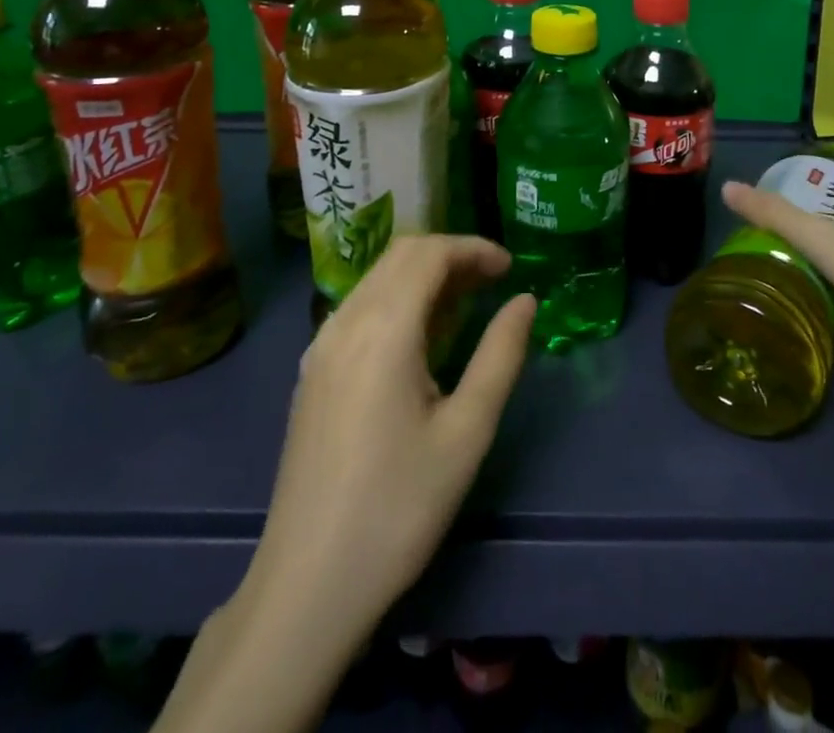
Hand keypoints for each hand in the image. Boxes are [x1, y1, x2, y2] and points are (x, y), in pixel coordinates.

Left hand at [157, 239, 535, 732]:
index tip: (510, 268)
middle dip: (451, 255)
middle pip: (401, 255)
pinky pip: (360, 307)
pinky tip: (421, 337)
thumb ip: (500, 355)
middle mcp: (345, 322)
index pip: (429, 253)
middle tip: (493, 280)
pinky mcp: (312, 371)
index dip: (473, 248)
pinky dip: (398, 298)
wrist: (308, 584)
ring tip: (466, 303)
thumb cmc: (399, 507)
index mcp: (382, 329)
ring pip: (378, 278)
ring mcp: (321, 346)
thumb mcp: (466, 432)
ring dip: (424, 275)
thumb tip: (525, 300)